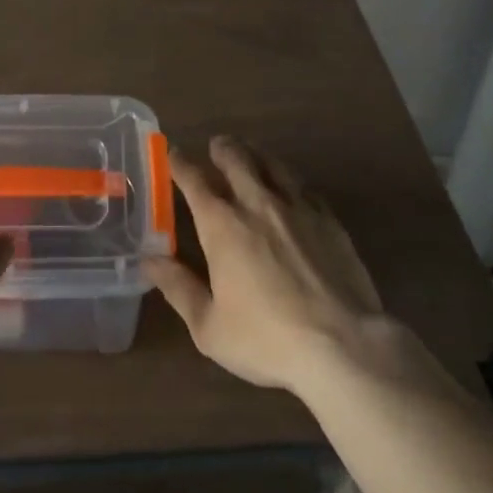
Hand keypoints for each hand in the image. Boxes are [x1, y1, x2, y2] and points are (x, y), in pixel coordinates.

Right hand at [146, 135, 390, 397]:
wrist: (343, 346)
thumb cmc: (267, 339)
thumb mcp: (210, 327)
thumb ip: (178, 287)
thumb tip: (149, 260)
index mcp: (222, 224)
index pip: (195, 180)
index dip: (180, 164)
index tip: (173, 154)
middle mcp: (257, 203)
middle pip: (236, 159)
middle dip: (222, 148)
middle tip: (216, 146)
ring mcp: (297, 207)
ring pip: (272, 164)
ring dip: (255, 155)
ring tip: (250, 154)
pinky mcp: (329, 219)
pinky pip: (304, 187)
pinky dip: (289, 181)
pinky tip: (291, 189)